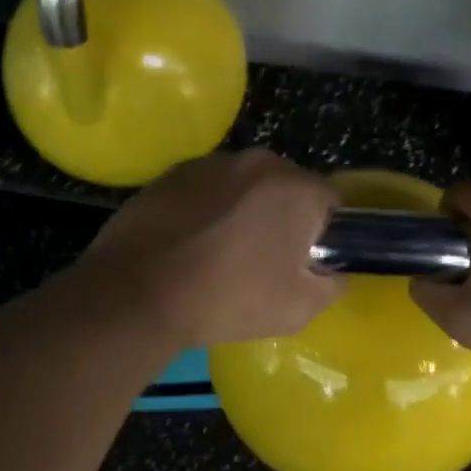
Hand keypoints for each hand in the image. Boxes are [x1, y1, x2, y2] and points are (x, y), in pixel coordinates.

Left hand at [73, 150, 343, 348]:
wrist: (139, 293)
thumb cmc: (229, 298)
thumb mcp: (298, 308)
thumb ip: (330, 285)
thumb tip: (331, 273)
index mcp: (295, 188)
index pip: (329, 200)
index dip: (322, 231)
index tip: (303, 259)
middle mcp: (257, 162)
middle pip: (285, 186)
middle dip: (281, 215)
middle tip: (263, 258)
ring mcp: (210, 163)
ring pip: (243, 185)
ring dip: (242, 208)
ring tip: (219, 251)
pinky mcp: (172, 173)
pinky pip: (205, 189)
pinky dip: (205, 208)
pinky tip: (188, 243)